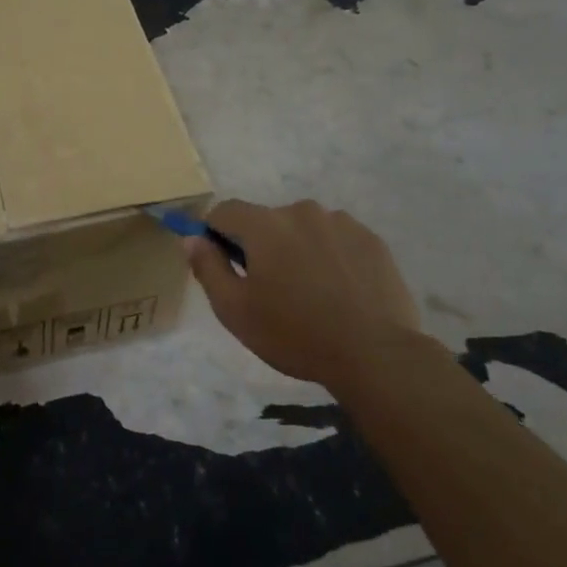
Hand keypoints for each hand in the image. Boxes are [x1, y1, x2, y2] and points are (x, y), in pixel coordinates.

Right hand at [189, 199, 436, 388]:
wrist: (375, 355)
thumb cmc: (294, 334)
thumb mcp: (235, 310)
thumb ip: (208, 268)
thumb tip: (191, 238)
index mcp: (264, 225)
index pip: (225, 211)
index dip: (215, 234)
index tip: (222, 265)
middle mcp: (301, 211)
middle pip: (266, 221)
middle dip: (260, 246)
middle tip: (270, 291)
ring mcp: (341, 222)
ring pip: (303, 229)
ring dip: (297, 250)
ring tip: (310, 294)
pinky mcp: (371, 240)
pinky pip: (336, 240)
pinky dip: (330, 257)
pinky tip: (340, 292)